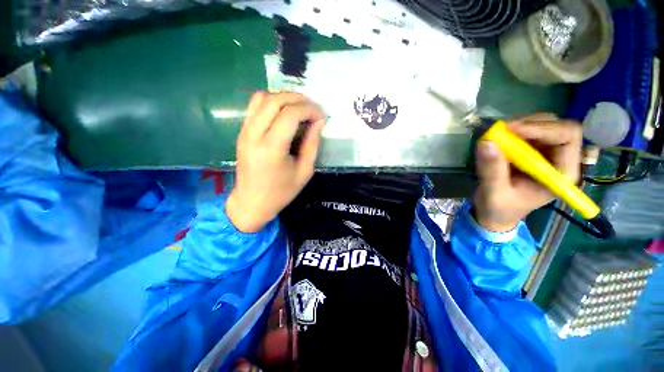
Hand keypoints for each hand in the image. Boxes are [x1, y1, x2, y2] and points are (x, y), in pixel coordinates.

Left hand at [226, 92, 324, 232]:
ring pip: (262, 98)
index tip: (321, 115)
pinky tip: (283, 113)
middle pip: (275, 100)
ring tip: (299, 108)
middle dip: (298, 99)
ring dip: (284, 98)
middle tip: (313, 107)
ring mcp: (244, 132)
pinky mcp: (241, 133)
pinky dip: (271, 102)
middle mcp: (254, 135)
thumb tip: (319, 122)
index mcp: (272, 148)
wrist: (252, 202)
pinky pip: (254, 107)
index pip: (290, 114)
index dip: (309, 109)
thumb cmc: (281, 192)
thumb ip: (312, 144)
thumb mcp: (304, 171)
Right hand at [473, 114, 582, 231]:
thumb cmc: (499, 209)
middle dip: (530, 125)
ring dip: (520, 126)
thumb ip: (492, 170)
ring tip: (497, 137)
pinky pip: (528, 131)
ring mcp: (547, 154)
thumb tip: (486, 143)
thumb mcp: (494, 193)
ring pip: (544, 125)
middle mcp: (560, 160)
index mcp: (561, 174)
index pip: (568, 137)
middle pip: (558, 126)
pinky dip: (513, 131)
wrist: (495, 213)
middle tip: (501, 131)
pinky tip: (499, 140)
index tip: (512, 130)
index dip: (543, 128)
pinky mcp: (533, 152)